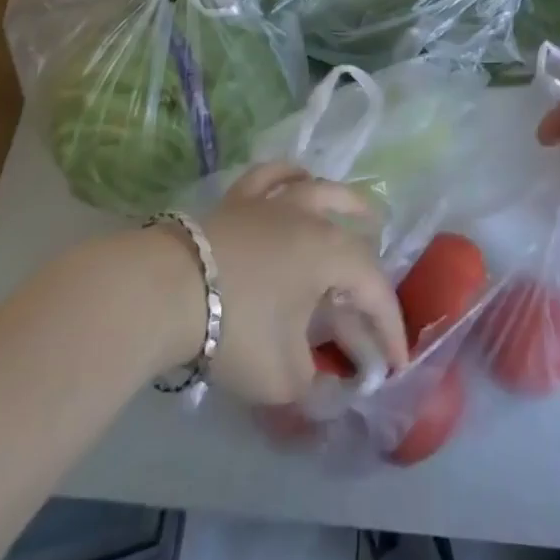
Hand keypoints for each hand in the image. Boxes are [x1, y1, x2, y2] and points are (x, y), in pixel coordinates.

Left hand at [159, 164, 409, 406]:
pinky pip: (270, 177)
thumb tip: (322, 382)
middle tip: (374, 302)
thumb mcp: (282, 376)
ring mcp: (272, 203)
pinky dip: (289, 176)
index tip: (394, 366)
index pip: (375, 291)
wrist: (166, 291)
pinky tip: (296, 180)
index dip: (389, 329)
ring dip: (345, 202)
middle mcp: (310, 218)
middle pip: (352, 241)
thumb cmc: (236, 328)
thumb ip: (313, 383)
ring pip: (319, 190)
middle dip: (369, 277)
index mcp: (331, 255)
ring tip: (361, 209)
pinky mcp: (237, 200)